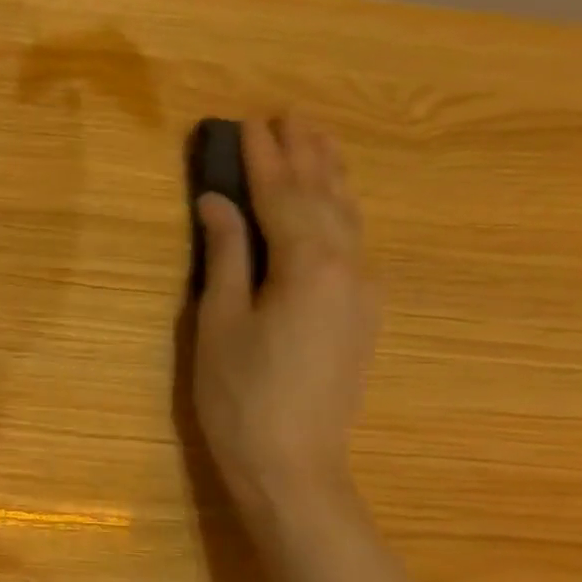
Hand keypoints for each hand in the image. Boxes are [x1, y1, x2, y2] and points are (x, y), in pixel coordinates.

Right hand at [192, 116, 378, 516]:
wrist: (293, 465)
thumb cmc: (240, 395)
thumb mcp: (220, 322)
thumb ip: (226, 255)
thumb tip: (217, 202)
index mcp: (309, 265)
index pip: (283, 196)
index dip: (262, 159)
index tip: (247, 122)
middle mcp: (350, 268)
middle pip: (325, 197)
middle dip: (305, 155)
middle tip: (287, 115)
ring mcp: (364, 291)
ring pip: (349, 218)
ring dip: (330, 176)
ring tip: (316, 141)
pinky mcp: (363, 314)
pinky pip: (354, 243)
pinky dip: (339, 211)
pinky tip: (332, 205)